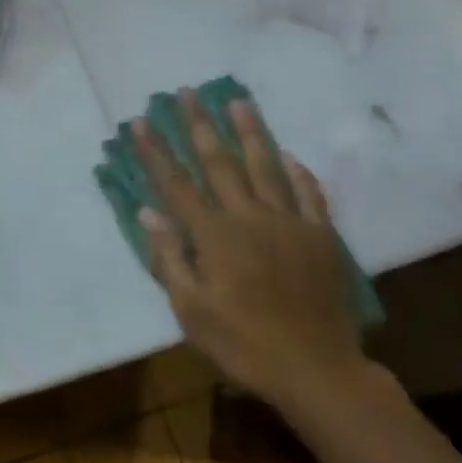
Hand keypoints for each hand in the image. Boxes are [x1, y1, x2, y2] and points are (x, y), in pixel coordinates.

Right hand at [133, 94, 371, 410]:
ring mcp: (289, 223)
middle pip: (220, 162)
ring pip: (265, 167)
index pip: (177, 184)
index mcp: (215, 236)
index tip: (141, 121)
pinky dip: (298, 173)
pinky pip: (309, 195)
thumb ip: (170, 259)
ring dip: (249, 132)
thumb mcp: (192, 312)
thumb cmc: (244, 344)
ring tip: (238, 102)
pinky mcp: (320, 236)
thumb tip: (148, 213)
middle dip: (199, 125)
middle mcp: (249, 217)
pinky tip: (290, 155)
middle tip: (187, 92)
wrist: (318, 370)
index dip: (156, 151)